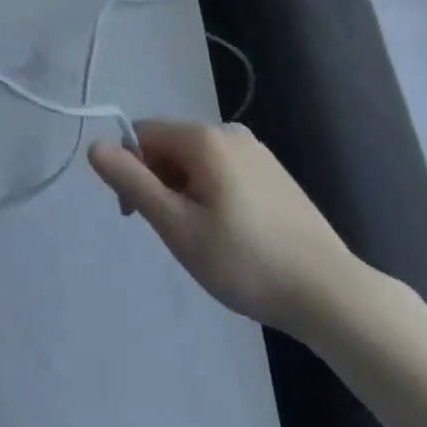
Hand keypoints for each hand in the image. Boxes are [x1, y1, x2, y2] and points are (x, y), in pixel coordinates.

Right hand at [88, 121, 362, 335]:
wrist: (332, 294)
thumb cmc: (245, 261)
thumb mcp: (178, 226)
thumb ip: (133, 182)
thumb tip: (94, 145)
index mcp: (202, 137)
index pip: (142, 134)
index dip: (130, 170)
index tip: (136, 216)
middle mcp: (228, 131)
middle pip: (170, 146)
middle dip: (158, 183)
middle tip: (172, 235)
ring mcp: (256, 151)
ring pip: (197, 162)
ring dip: (184, 192)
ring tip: (203, 242)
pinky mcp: (275, 174)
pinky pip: (224, 172)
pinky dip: (212, 195)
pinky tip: (232, 236)